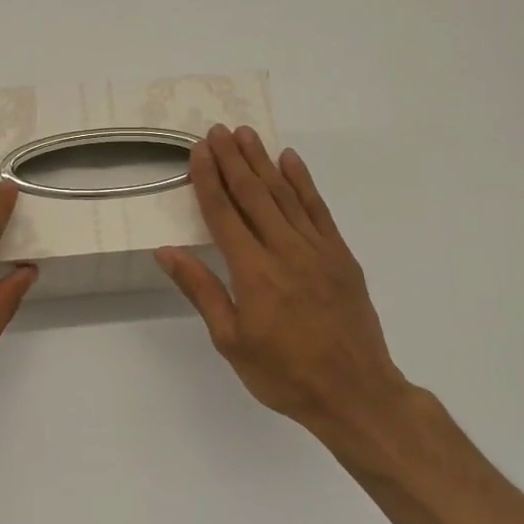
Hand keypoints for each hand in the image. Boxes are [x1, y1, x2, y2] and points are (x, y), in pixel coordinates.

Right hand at [156, 126, 423, 464]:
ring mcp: (317, 250)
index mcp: (253, 273)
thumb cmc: (284, 374)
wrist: (355, 393)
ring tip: (247, 134)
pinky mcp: (341, 256)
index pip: (224, 214)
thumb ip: (202, 290)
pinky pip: (319, 210)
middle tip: (218, 129)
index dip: (208, 180)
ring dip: (264, 162)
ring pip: (285, 195)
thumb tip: (168, 250)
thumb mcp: (231, 341)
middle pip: (254, 195)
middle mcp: (285, 251)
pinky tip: (291, 161)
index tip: (198, 150)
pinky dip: (304, 183)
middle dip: (233, 160)